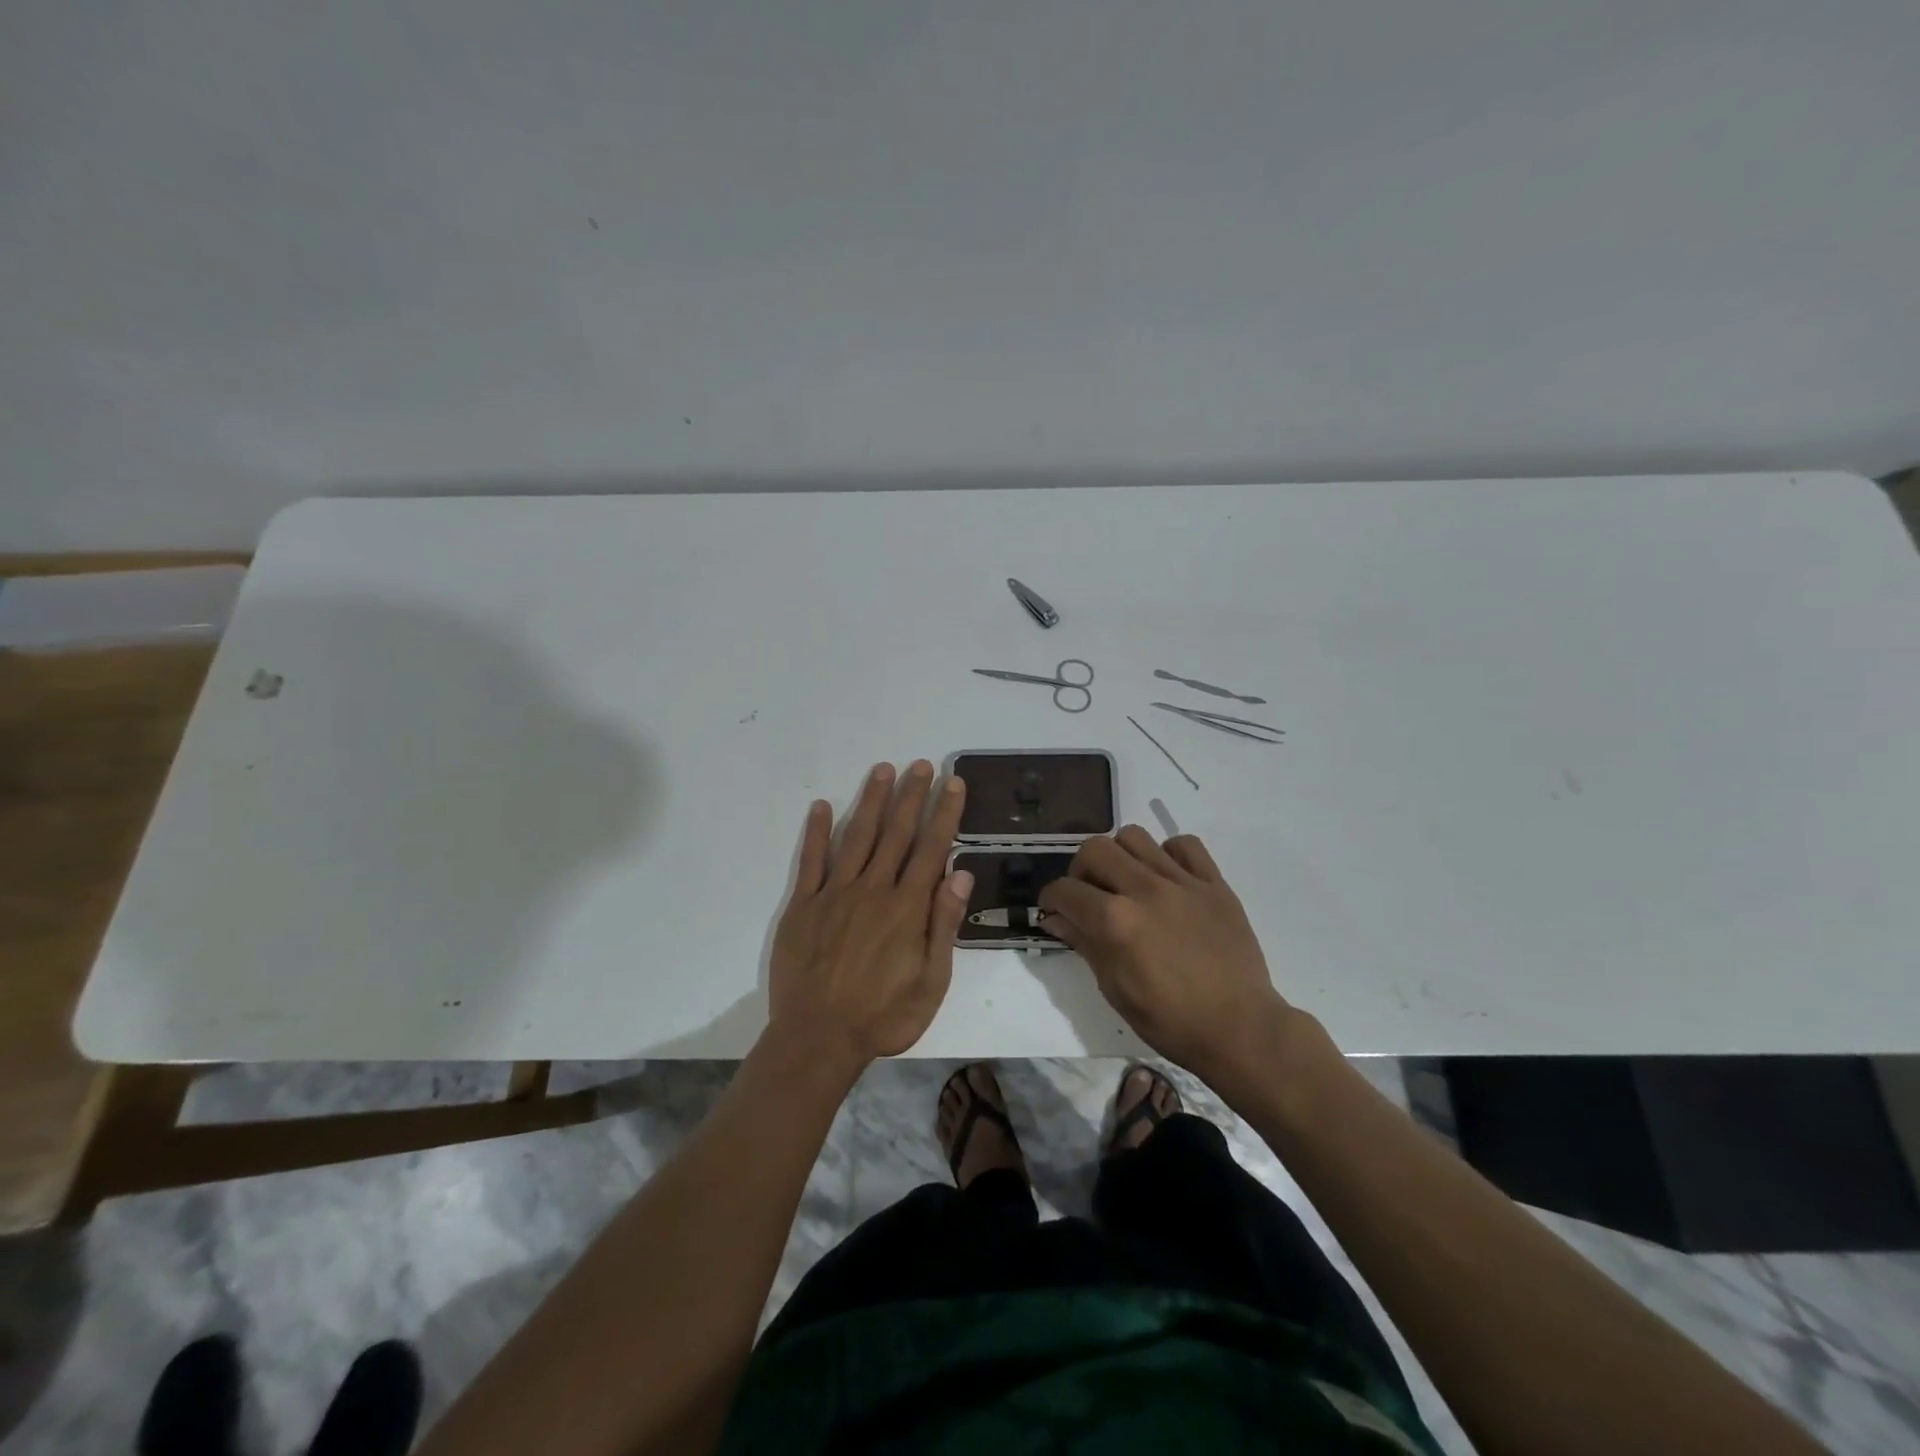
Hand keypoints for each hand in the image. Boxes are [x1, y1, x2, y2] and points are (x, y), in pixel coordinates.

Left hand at [767, 761, 972, 1071]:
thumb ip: (944, 925)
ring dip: (871, 801)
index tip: (952, 782)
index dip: (944, 812)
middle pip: (896, 833)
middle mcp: (873, 889)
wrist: (817, 1039)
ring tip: (882, 770)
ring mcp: (835, 893)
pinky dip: (817, 832)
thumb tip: (961, 873)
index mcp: (907, 908)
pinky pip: (811, 861)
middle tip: (921, 764)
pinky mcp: (803, 904)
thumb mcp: (931, 982)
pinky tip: (823, 806)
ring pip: (857, 837)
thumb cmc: (883, 1016)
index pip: (931, 848)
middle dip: (911, 795)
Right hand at [1039, 827, 1292, 1084]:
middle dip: (1081, 870)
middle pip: (1095, 849)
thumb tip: (1056, 919)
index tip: (1054, 910)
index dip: (1051, 900)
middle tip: (1089, 894)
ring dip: (1120, 855)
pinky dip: (1168, 854)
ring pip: (1135, 836)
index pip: (1065, 890)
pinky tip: (1167, 878)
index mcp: (1116, 921)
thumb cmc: (1171, 1021)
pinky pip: (1185, 845)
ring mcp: (1182, 882)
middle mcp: (1145, 890)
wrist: (1241, 1029)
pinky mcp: (1214, 883)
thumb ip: (1085, 944)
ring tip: (1126, 882)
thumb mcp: (1115, 989)